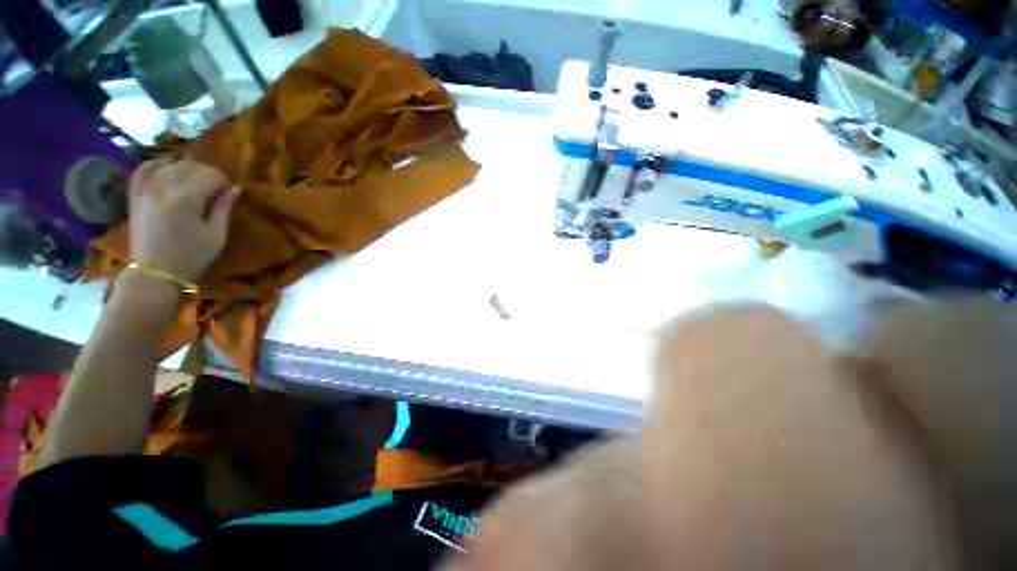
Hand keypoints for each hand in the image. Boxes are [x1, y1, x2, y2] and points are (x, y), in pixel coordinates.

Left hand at [128, 159, 239, 281]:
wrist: (154, 272)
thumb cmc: (191, 256)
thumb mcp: (216, 236)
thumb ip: (224, 209)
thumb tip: (235, 189)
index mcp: (186, 199)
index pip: (210, 175)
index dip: (223, 180)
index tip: (229, 191)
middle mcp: (163, 188)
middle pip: (189, 166)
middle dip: (207, 173)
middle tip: (216, 187)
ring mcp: (145, 189)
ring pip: (169, 164)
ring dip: (186, 169)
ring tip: (195, 182)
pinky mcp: (135, 194)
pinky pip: (145, 169)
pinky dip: (159, 165)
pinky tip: (168, 171)